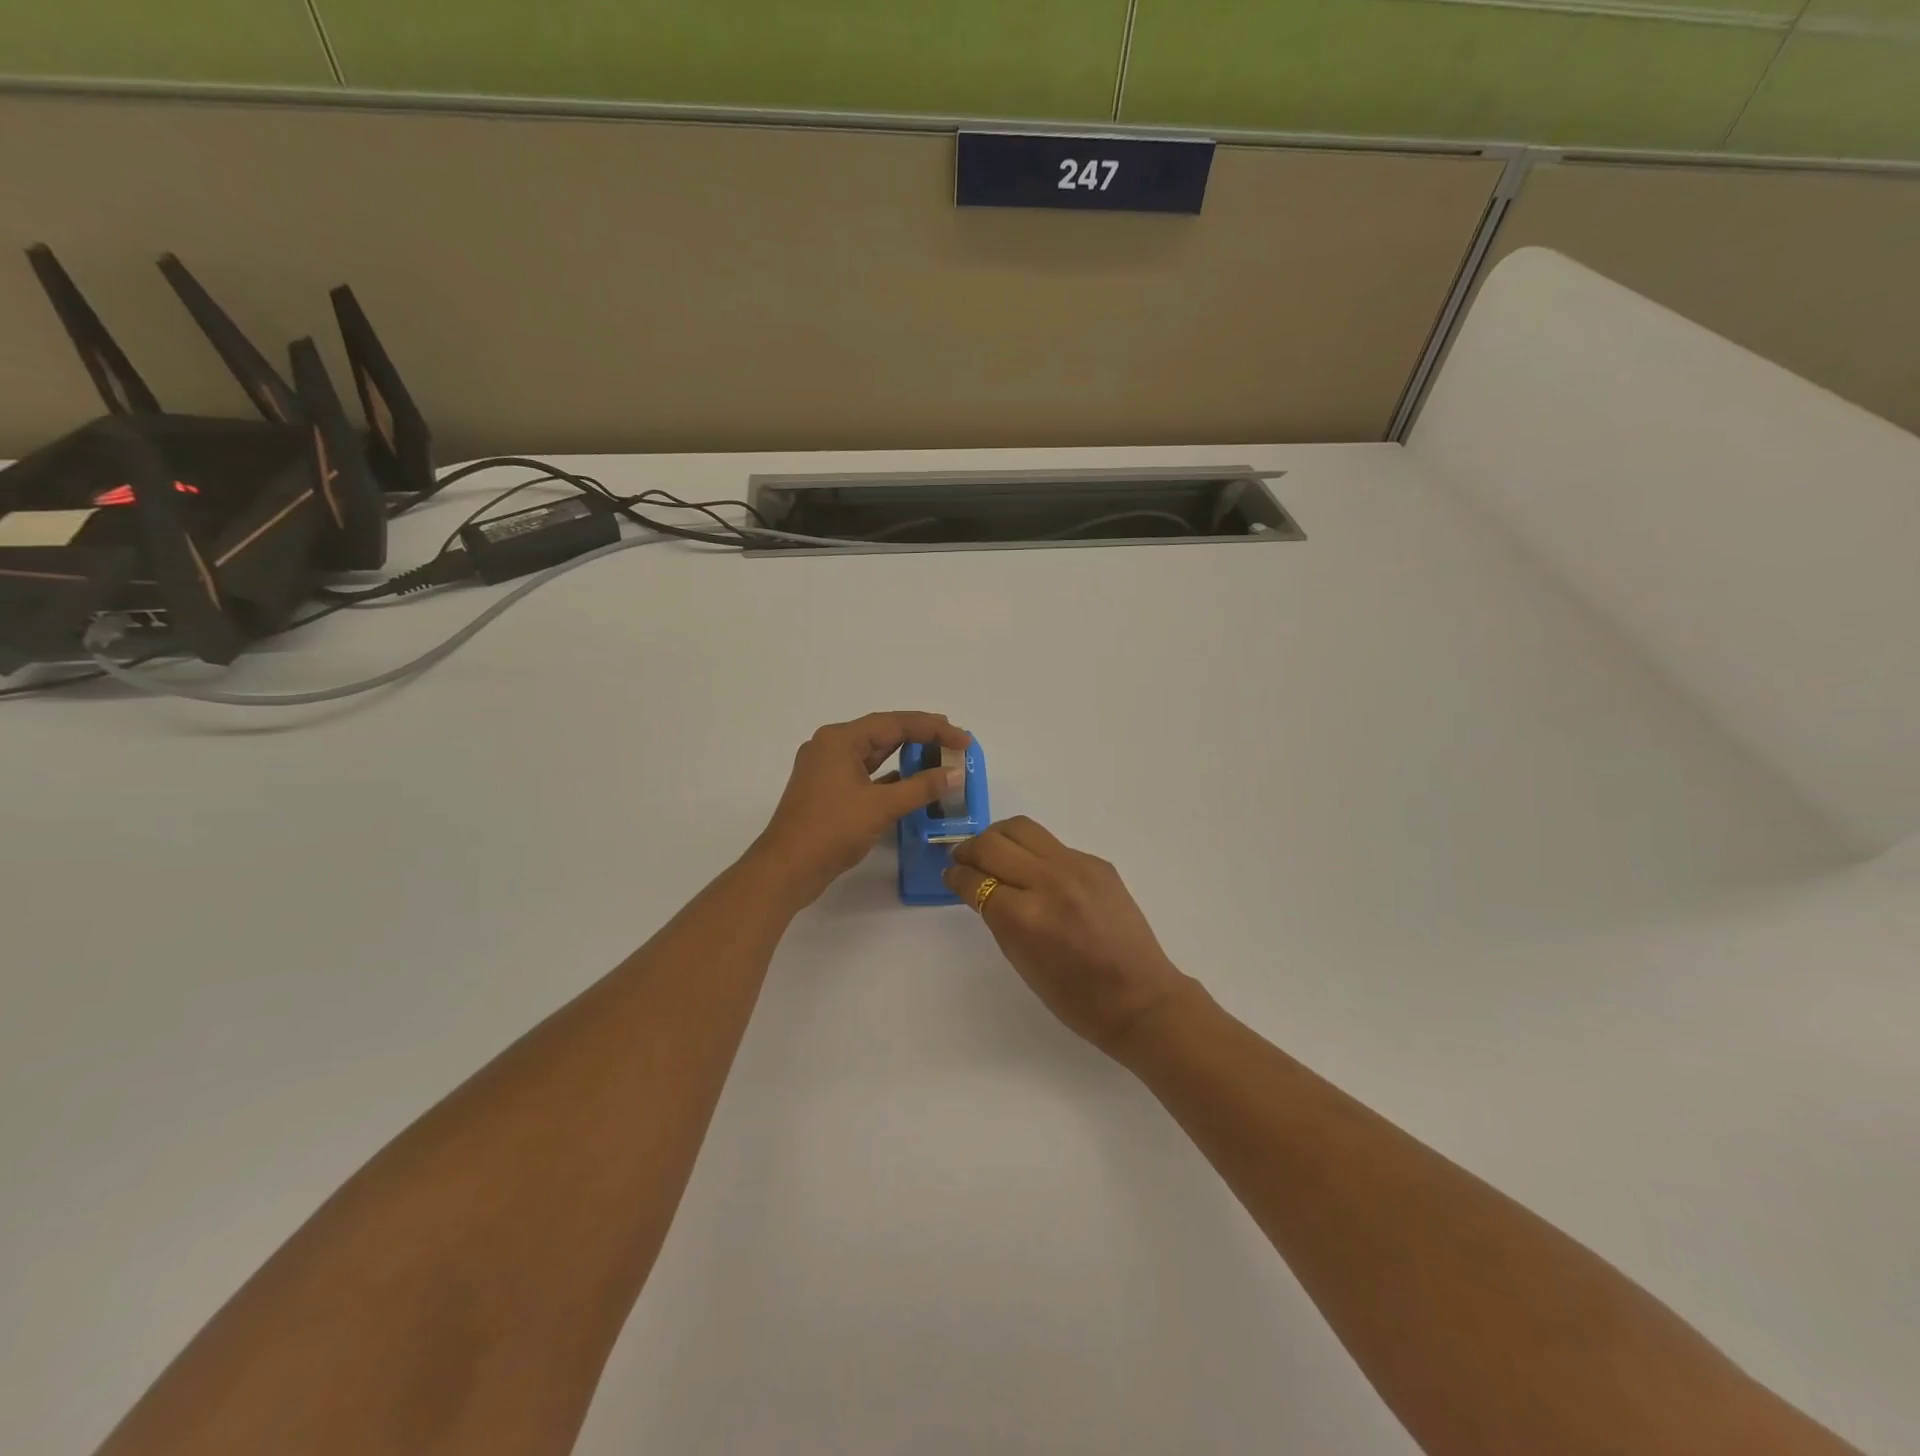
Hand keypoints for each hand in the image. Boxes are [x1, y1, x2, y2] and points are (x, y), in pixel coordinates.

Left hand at [752, 711, 972, 906]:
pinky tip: (912, 782)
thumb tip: (956, 773)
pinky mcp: (828, 790)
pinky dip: (890, 776)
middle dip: (920, 736)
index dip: (934, 729)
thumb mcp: (882, 806)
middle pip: (884, 732)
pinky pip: (865, 773)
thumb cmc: (832, 830)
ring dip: (906, 755)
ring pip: (874, 753)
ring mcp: (827, 768)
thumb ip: (922, 787)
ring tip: (939, 756)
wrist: (786, 869)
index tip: (964, 739)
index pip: (895, 723)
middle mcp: (831, 746)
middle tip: (955, 740)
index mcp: (840, 739)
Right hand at [945, 817, 1194, 1056]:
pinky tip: (1035, 873)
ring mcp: (1076, 866)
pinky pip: (1052, 845)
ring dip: (998, 838)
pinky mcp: (1096, 862)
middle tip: (965, 861)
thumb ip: (997, 917)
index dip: (955, 876)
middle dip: (969, 850)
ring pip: (1021, 829)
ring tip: (993, 854)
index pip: (974, 880)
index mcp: (1023, 916)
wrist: (1139, 997)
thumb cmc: (1074, 996)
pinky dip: (1033, 853)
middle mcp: (1047, 880)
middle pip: (992, 843)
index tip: (950, 876)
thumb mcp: (1020, 960)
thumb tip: (979, 887)